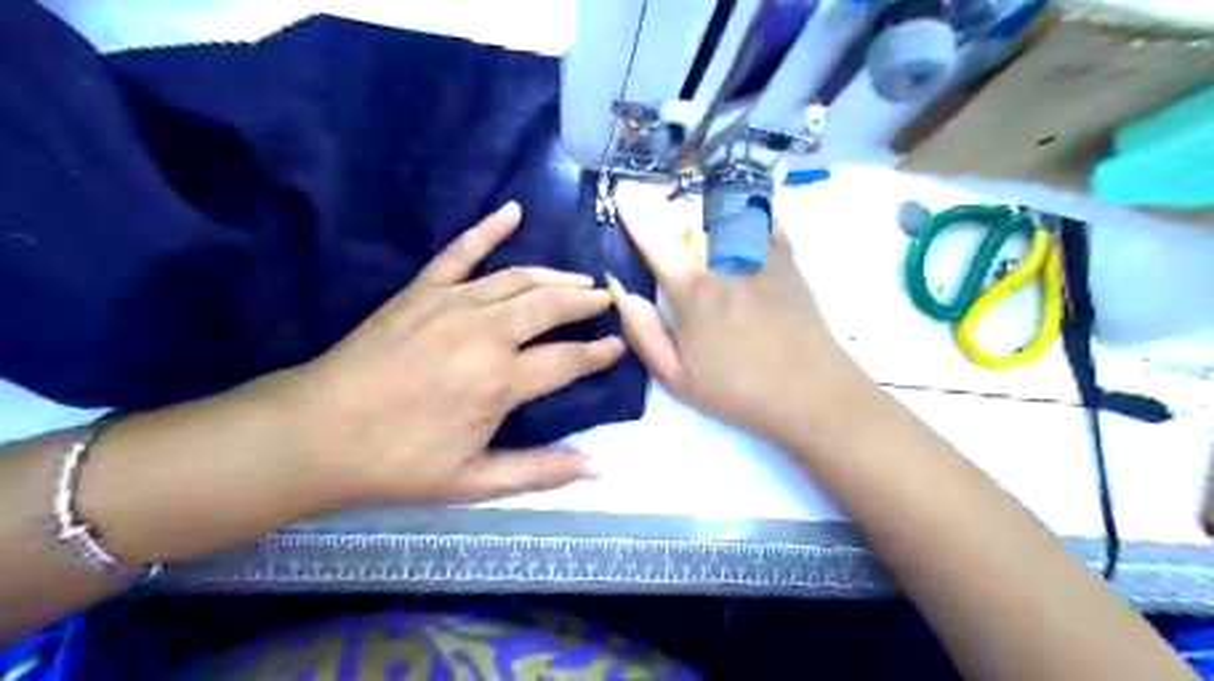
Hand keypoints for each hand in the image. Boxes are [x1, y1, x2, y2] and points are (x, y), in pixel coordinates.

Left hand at [287, 202, 626, 505]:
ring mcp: (453, 304)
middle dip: (585, 300)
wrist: (316, 432)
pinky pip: (461, 251)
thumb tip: (596, 469)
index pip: (569, 359)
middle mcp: (486, 333)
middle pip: (551, 305)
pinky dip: (488, 228)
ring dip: (555, 275)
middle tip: (606, 299)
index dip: (599, 353)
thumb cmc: (398, 461)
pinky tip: (511, 211)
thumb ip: (539, 473)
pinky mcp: (422, 290)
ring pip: (519, 278)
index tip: (618, 346)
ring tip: (579, 278)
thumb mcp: (473, 482)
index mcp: (501, 381)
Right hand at [604, 183, 850, 440]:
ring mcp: (762, 256)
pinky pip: (764, 219)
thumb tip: (620, 289)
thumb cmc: (739, 391)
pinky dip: (748, 211)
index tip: (622, 194)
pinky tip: (741, 216)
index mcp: (694, 290)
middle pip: (692, 218)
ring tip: (698, 207)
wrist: (812, 394)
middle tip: (661, 209)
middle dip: (671, 209)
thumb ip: (644, 332)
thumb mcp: (677, 378)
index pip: (656, 241)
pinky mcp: (789, 260)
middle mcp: (726, 262)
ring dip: (706, 205)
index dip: (636, 215)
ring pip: (727, 211)